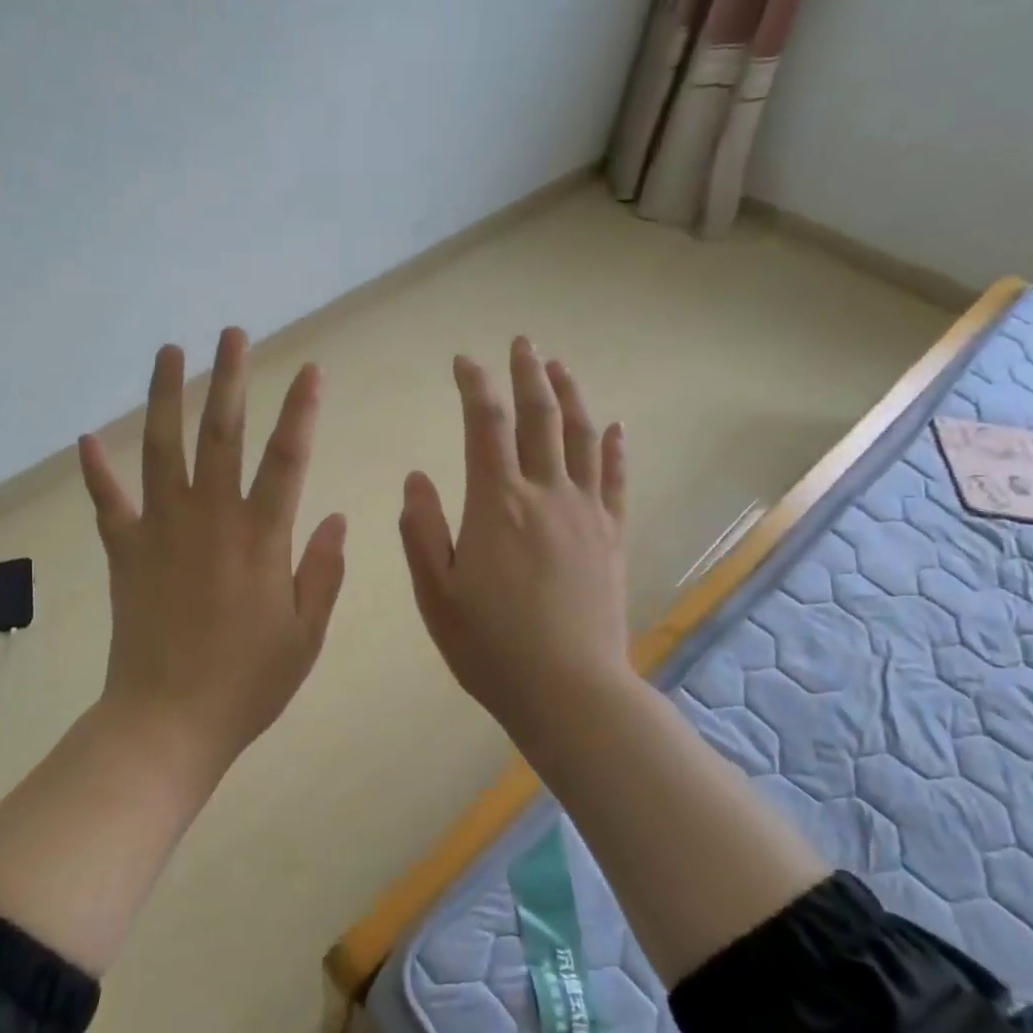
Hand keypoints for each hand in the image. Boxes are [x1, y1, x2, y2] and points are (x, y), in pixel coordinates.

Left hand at [77, 327, 347, 765]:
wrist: (167, 721)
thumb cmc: (247, 683)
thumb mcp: (306, 635)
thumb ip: (323, 571)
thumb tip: (338, 518)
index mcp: (260, 537)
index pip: (287, 458)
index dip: (301, 410)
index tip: (310, 370)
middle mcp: (209, 519)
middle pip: (220, 433)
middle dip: (230, 379)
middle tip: (232, 334)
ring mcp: (160, 530)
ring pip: (162, 448)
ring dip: (166, 396)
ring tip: (170, 352)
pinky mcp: (124, 552)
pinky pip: (107, 502)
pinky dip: (96, 471)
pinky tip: (87, 437)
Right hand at [399, 338, 629, 735]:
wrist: (569, 689)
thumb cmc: (490, 645)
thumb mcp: (436, 593)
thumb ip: (422, 530)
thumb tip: (416, 477)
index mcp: (497, 504)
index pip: (484, 425)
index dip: (474, 386)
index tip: (464, 361)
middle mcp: (546, 494)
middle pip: (539, 417)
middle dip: (527, 374)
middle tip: (521, 343)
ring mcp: (586, 513)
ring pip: (581, 438)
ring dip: (570, 396)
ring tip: (559, 367)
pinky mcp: (612, 537)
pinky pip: (616, 480)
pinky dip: (615, 448)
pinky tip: (615, 427)